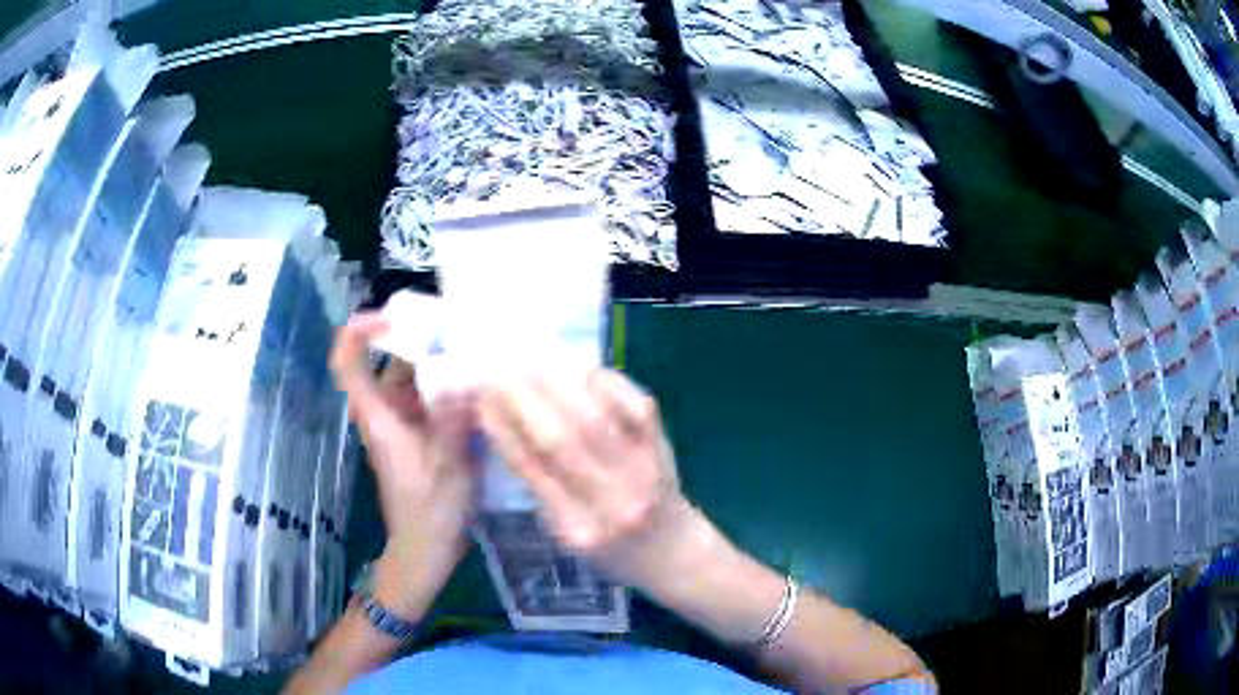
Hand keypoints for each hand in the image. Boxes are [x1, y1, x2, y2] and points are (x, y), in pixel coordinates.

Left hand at [330, 313, 476, 614]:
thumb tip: (467, 374)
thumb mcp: (448, 464)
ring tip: (474, 350)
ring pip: (410, 381)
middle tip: (456, 326)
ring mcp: (401, 426)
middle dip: (415, 340)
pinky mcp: (417, 437)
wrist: (426, 550)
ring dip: (436, 363)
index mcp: (379, 418)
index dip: (358, 332)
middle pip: (386, 364)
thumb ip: (455, 417)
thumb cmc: (431, 511)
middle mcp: (384, 415)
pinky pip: (425, 399)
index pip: (347, 364)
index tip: (389, 316)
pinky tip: (477, 386)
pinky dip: (446, 387)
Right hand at [477, 369, 696, 588]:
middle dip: (523, 398)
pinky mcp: (664, 448)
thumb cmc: (610, 549)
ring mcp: (643, 472)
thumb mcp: (565, 535)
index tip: (481, 400)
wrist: (673, 551)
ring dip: (558, 381)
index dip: (503, 429)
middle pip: (561, 439)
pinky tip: (580, 366)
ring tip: (531, 358)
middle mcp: (612, 502)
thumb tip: (503, 425)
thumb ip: (538, 487)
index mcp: (577, 529)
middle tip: (499, 370)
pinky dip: (605, 381)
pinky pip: (635, 405)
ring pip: (596, 416)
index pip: (531, 469)